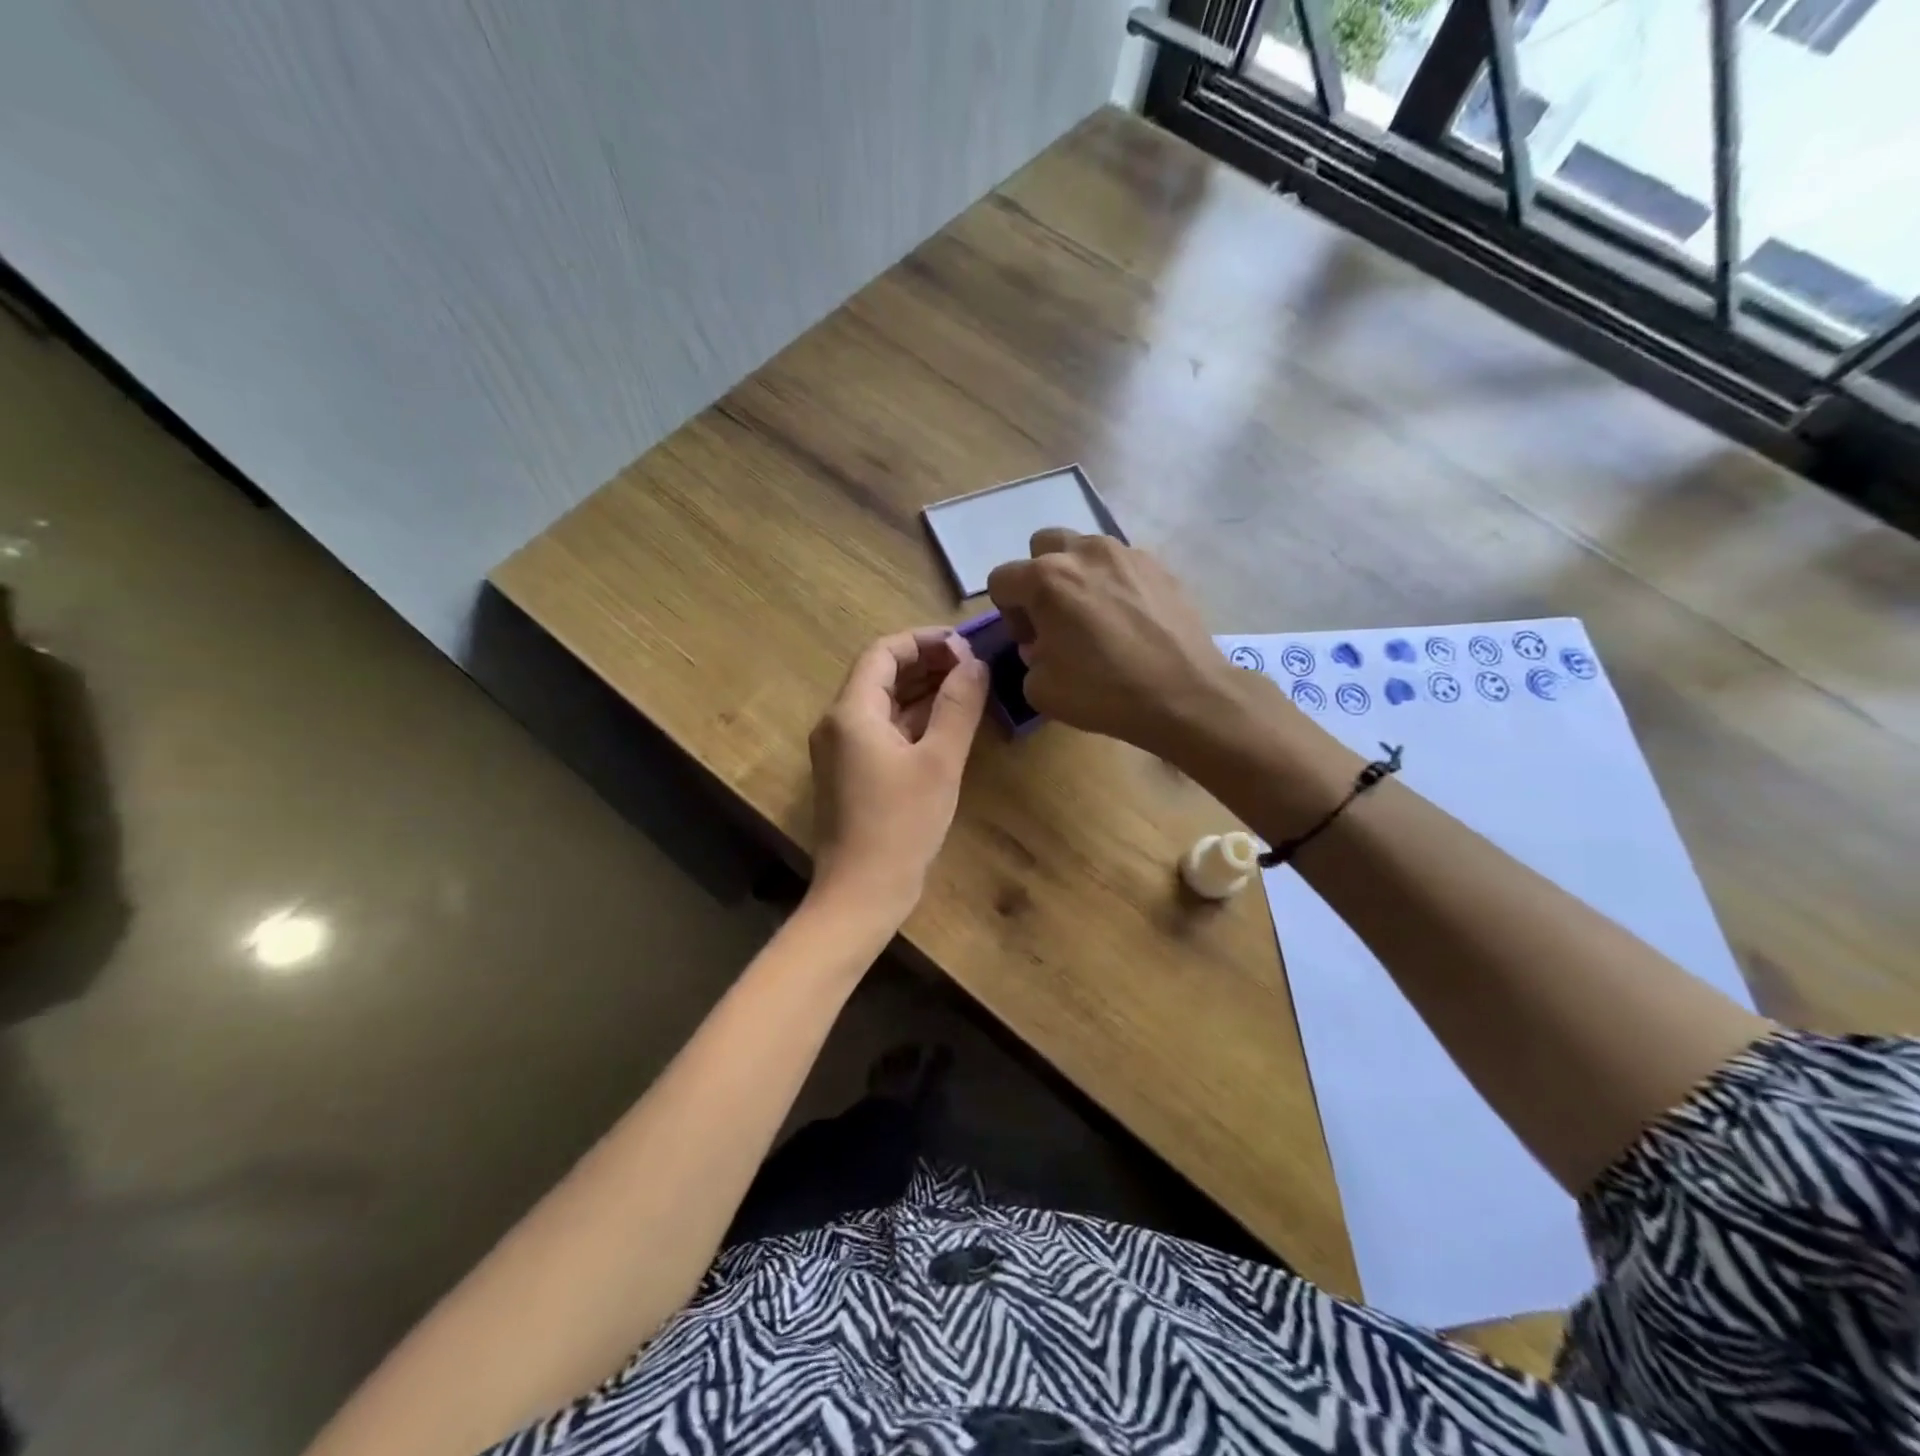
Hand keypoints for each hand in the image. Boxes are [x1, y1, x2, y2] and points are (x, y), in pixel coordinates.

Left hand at [808, 628, 988, 917]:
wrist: (861, 894)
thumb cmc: (901, 825)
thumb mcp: (939, 761)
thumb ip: (958, 706)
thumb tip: (974, 663)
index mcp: (851, 712)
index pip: (883, 653)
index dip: (924, 642)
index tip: (964, 645)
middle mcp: (838, 724)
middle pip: (880, 675)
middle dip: (926, 664)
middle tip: (972, 666)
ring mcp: (841, 751)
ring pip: (883, 704)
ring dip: (922, 692)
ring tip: (967, 688)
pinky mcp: (851, 774)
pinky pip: (882, 731)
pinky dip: (913, 721)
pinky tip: (947, 724)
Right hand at [986, 529, 1241, 758]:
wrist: (1184, 694)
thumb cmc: (1104, 692)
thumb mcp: (1040, 689)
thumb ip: (1029, 658)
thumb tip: (1043, 645)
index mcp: (1047, 579)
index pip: (1002, 579)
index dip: (1008, 614)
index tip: (1031, 642)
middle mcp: (1084, 552)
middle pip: (1042, 546)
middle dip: (1038, 578)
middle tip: (1054, 618)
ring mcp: (1126, 553)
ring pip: (1084, 549)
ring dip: (1077, 576)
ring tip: (1094, 616)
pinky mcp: (1159, 565)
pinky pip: (1121, 564)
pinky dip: (1113, 583)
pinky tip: (1128, 620)